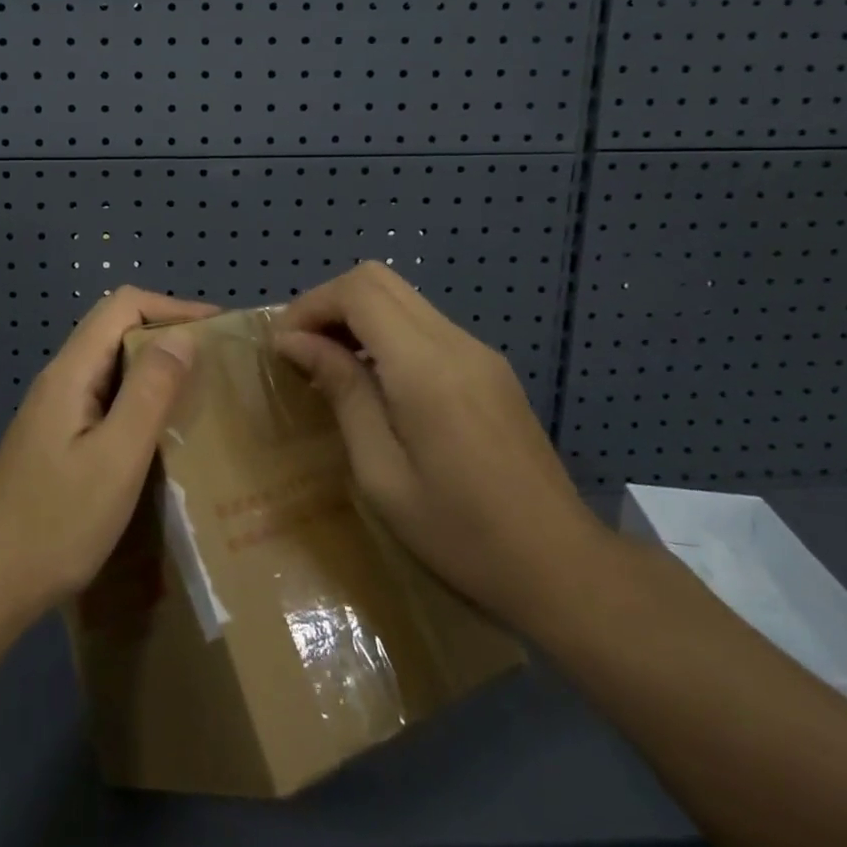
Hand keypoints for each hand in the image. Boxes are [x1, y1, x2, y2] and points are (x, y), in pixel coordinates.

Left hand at [0, 286, 216, 625]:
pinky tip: (163, 434)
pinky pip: (105, 400)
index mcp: (71, 371)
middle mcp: (60, 380)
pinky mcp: (57, 440)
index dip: (172, 306)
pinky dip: (140, 401)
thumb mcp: (116, 457)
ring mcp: (55, 411)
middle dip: (168, 334)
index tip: (218, 328)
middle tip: (217, 363)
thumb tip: (182, 336)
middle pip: (116, 329)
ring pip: (111, 367)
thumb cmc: (56, 523)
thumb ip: (149, 392)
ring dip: (156, 369)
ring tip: (200, 394)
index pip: (123, 305)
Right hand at [274, 261, 604, 628]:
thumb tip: (295, 342)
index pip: (358, 291)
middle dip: (329, 303)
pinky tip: (376, 382)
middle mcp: (454, 342)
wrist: (563, 567)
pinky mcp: (490, 368)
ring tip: (331, 366)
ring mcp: (478, 351)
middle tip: (302, 350)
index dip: (311, 305)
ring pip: (402, 297)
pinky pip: (424, 324)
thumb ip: (343, 392)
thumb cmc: (461, 534)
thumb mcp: (382, 474)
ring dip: (357, 316)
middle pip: (378, 279)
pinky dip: (386, 333)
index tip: (283, 347)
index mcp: (425, 367)